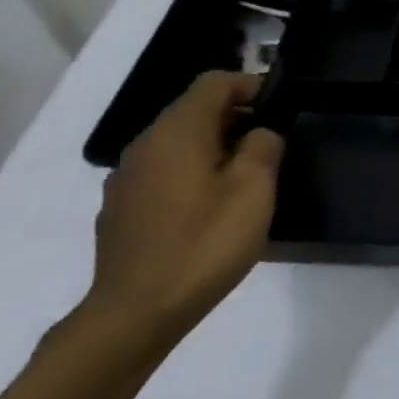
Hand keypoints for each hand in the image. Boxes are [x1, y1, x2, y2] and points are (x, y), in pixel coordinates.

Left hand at [85, 71, 284, 351]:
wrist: (135, 314)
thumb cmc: (203, 244)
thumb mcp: (253, 192)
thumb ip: (263, 148)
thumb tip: (260, 134)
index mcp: (177, 133)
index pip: (212, 83)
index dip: (249, 84)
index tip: (278, 104)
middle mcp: (145, 146)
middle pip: (192, 111)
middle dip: (234, 118)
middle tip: (270, 144)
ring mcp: (126, 179)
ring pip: (176, 144)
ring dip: (213, 148)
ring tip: (244, 178)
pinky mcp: (120, 211)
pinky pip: (162, 174)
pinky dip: (190, 175)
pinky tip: (209, 210)